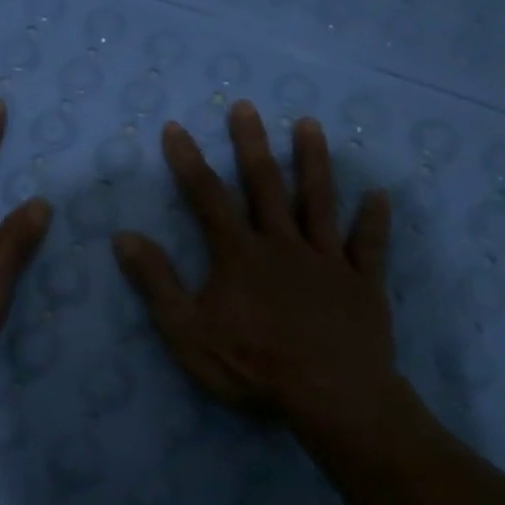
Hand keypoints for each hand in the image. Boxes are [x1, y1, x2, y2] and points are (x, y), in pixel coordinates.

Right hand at [112, 100, 412, 429]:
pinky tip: (380, 196)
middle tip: (246, 106)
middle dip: (251, 144)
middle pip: (265, 185)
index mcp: (239, 254)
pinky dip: (374, 221)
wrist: (332, 397)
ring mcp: (327, 260)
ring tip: (310, 124)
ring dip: (314, 162)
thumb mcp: (187, 331)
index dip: (189, 161)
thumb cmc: (253, 365)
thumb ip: (156, 282)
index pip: (208, 197)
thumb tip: (124, 236)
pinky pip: (369, 246)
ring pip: (318, 201)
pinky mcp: (362, 283)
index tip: (176, 128)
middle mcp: (283, 244)